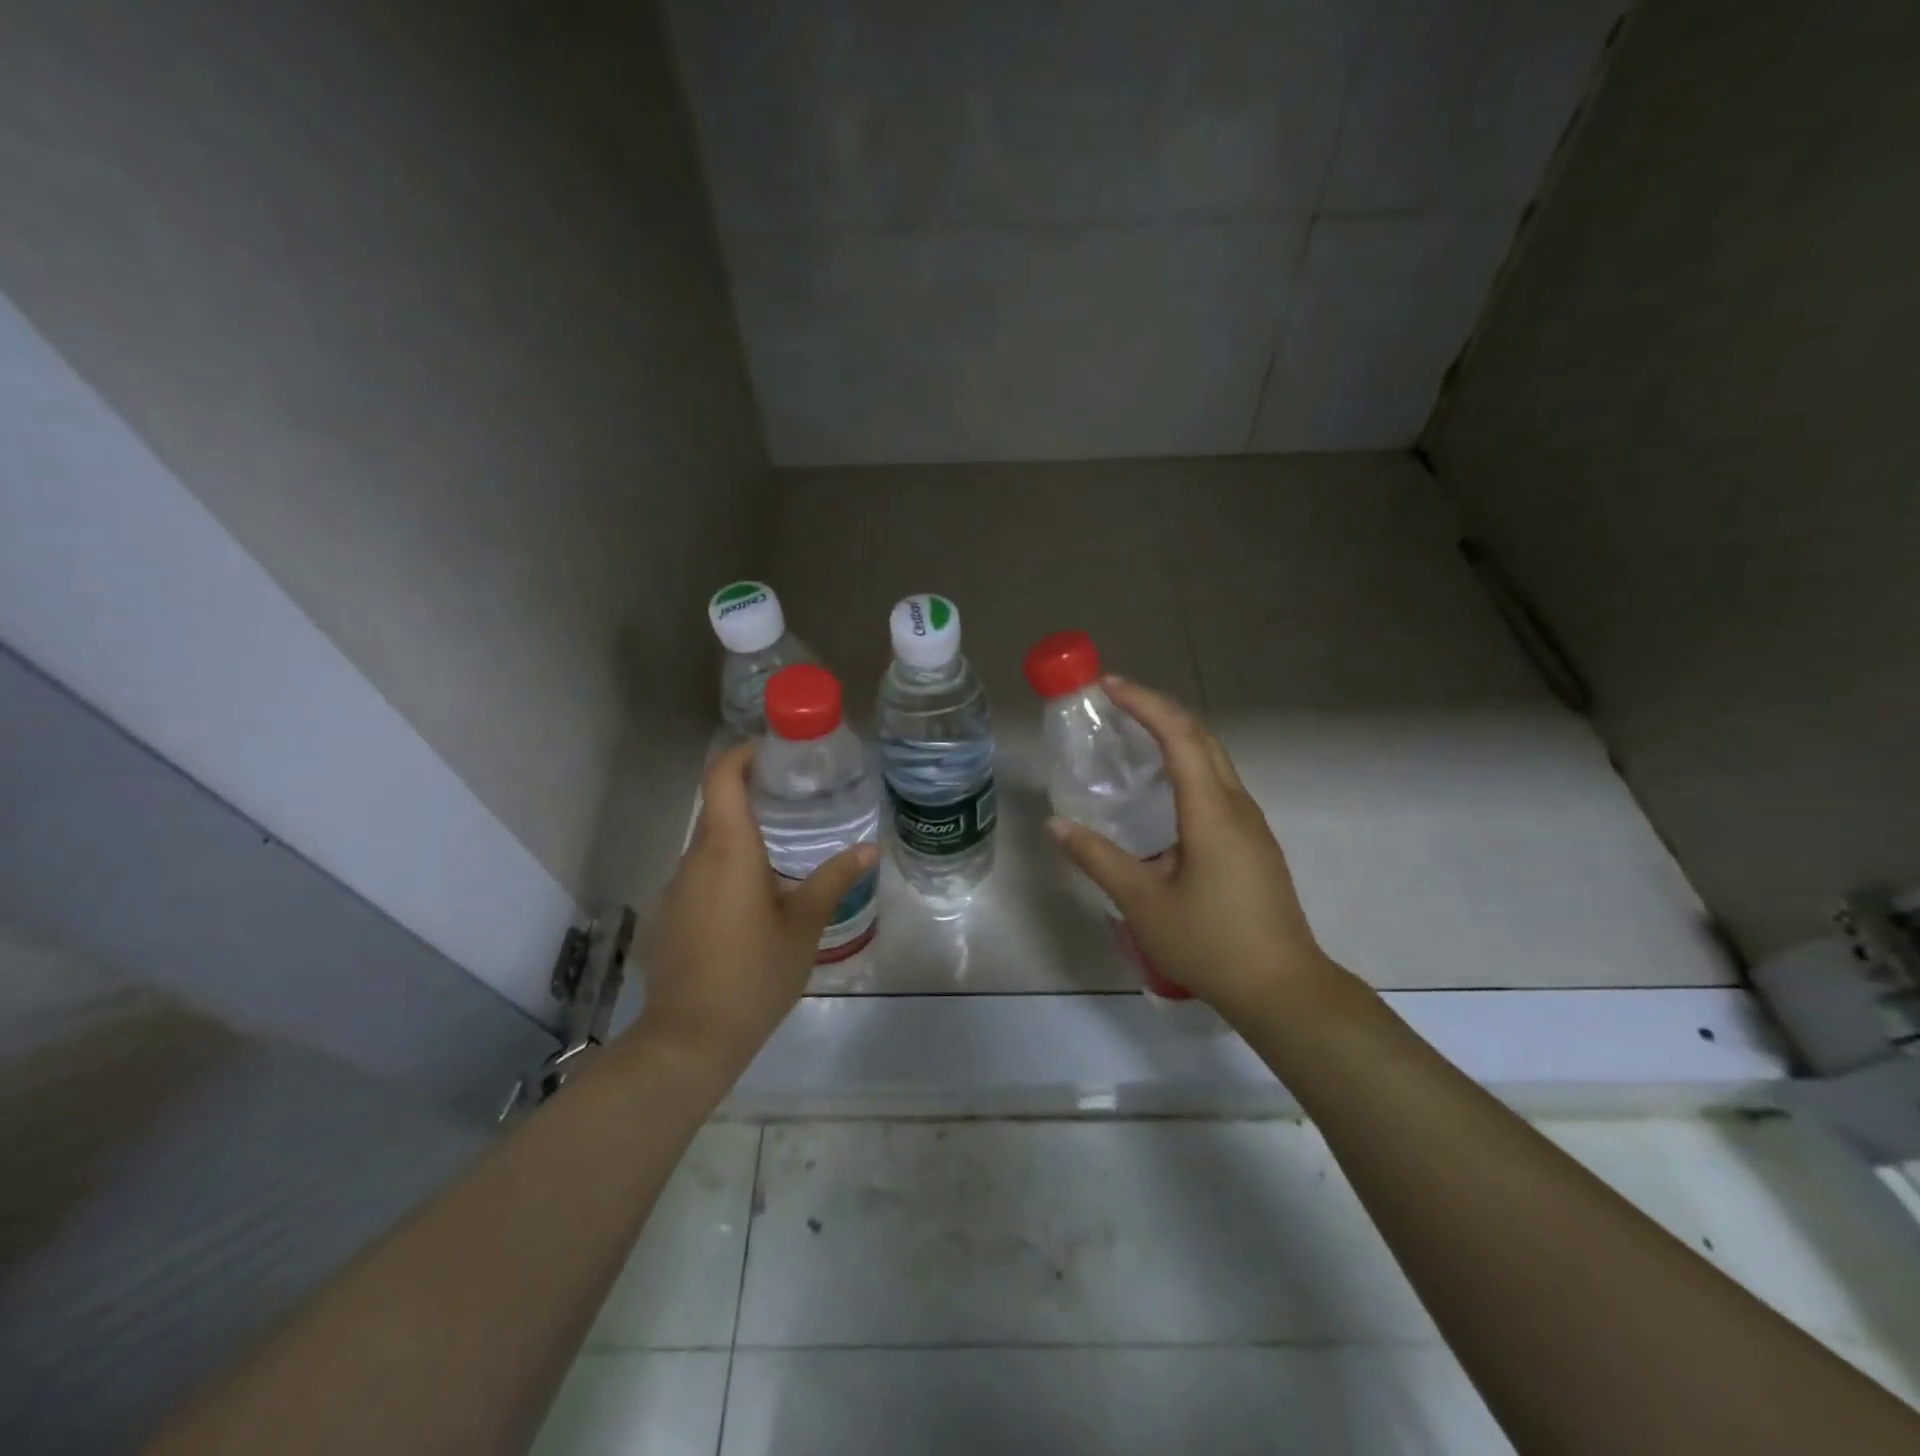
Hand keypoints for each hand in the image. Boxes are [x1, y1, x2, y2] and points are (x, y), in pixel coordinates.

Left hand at [627, 743, 877, 1076]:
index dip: (743, 753)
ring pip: (710, 842)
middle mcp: (694, 858)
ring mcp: (677, 887)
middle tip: (798, 797)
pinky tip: (758, 895)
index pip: (722, 777)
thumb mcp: (804, 925)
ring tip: (787, 845)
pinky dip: (728, 866)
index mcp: (727, 849)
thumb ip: (834, 880)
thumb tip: (870, 849)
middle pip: (718, 806)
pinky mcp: (671, 913)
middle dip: (753, 792)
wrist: (691, 1038)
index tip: (775, 750)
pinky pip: (702, 872)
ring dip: (743, 833)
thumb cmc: (754, 973)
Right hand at [1046, 676, 1341, 1021]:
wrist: (1282, 989)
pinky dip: (1188, 764)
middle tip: (1117, 702)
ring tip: (1134, 735)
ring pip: (1214, 759)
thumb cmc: (1210, 944)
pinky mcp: (1253, 843)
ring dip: (1176, 735)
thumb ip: (1098, 858)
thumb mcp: (1142, 903)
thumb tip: (1057, 824)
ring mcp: (1251, 825)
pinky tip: (1163, 790)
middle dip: (1160, 709)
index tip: (1109, 686)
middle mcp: (1236, 806)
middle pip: (1202, 737)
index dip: (1144, 704)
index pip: (1179, 737)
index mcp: (1211, 812)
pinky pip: (1218, 784)